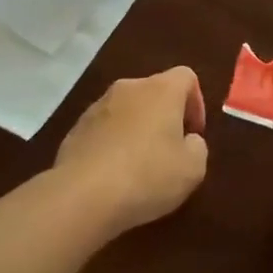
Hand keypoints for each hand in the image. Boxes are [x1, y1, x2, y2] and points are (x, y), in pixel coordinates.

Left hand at [56, 67, 208, 236]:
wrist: (81, 196)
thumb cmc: (147, 176)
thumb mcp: (192, 169)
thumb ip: (197, 147)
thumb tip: (187, 140)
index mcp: (161, 90)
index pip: (186, 77)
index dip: (196, 103)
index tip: (193, 135)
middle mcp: (128, 88)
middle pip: (155, 92)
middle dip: (165, 118)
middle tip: (170, 153)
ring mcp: (97, 106)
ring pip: (127, 110)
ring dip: (137, 130)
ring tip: (139, 168)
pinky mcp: (76, 128)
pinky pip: (104, 129)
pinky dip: (113, 144)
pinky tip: (112, 176)